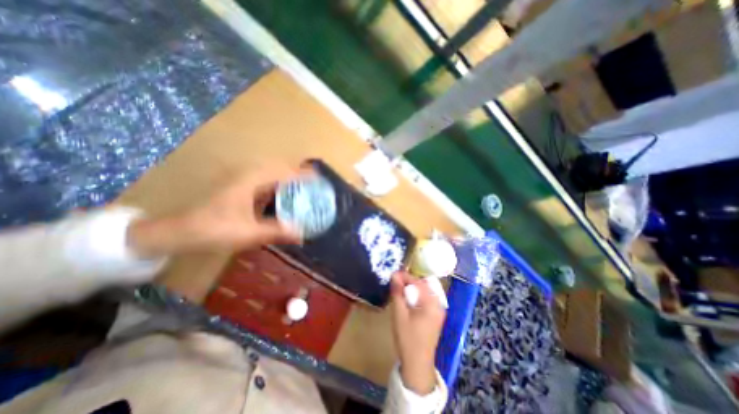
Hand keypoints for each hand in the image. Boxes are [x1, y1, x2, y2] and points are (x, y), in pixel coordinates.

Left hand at [124, 164, 303, 255]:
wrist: (178, 231)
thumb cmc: (213, 229)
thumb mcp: (248, 233)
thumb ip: (277, 232)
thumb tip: (302, 235)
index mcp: (251, 180)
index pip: (284, 171)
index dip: (303, 174)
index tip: (320, 180)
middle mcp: (248, 174)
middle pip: (280, 166)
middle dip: (299, 173)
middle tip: (314, 185)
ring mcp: (243, 179)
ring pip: (273, 172)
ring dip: (289, 177)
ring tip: (304, 188)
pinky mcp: (241, 186)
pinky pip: (266, 180)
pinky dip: (279, 184)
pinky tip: (285, 196)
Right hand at [392, 271, 442, 393]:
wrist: (417, 364)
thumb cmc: (407, 338)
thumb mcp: (399, 314)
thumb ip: (397, 292)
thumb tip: (394, 275)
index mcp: (432, 303)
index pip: (418, 282)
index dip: (405, 276)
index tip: (393, 274)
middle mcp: (439, 304)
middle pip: (424, 285)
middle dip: (410, 281)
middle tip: (396, 282)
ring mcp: (439, 310)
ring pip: (425, 291)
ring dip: (413, 288)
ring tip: (401, 289)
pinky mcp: (436, 315)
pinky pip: (427, 298)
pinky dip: (417, 295)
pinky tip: (408, 299)